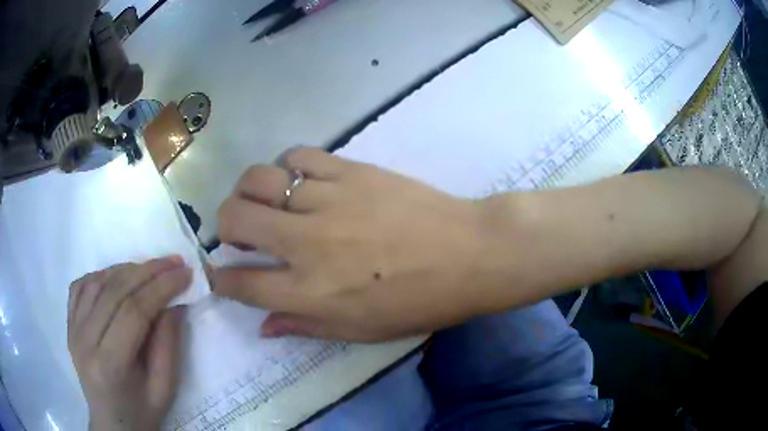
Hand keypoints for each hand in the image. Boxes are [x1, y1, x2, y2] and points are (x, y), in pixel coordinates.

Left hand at [68, 257, 190, 429]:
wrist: (112, 423)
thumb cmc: (142, 411)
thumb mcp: (164, 388)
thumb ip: (168, 345)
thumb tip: (174, 303)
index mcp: (109, 364)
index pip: (133, 312)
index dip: (160, 288)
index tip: (185, 273)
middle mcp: (84, 340)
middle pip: (114, 291)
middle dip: (147, 271)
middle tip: (173, 261)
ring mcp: (72, 329)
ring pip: (97, 282)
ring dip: (125, 269)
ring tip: (149, 269)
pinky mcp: (69, 323)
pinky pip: (81, 286)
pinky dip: (101, 274)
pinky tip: (117, 277)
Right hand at [215, 148, 496, 341]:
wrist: (470, 254)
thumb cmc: (419, 302)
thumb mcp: (362, 332)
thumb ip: (305, 327)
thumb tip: (264, 327)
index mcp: (310, 292)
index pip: (241, 283)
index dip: (220, 278)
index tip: (219, 273)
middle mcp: (307, 243)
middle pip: (235, 218)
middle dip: (225, 225)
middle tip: (241, 233)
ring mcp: (327, 200)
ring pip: (258, 179)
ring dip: (249, 191)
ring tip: (265, 202)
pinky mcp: (351, 170)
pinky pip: (299, 156)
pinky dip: (287, 166)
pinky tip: (299, 180)